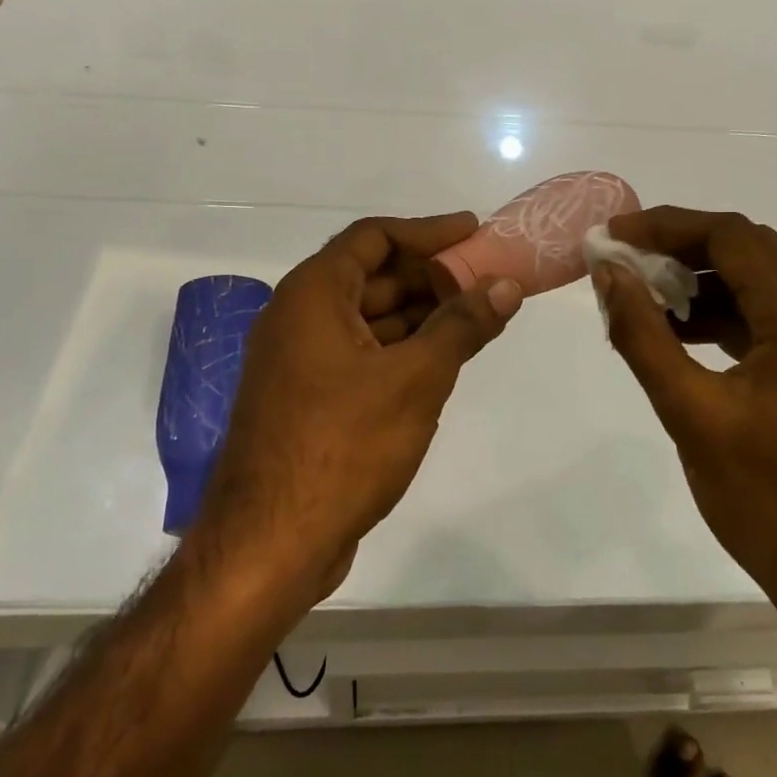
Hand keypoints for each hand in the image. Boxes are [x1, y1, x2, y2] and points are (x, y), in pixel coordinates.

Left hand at [192, 213, 521, 606]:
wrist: (270, 544)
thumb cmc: (343, 445)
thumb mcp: (415, 379)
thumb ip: (462, 326)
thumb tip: (505, 285)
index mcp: (312, 295)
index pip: (373, 237)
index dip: (427, 232)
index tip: (473, 231)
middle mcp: (298, 318)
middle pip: (372, 276)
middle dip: (430, 276)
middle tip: (485, 279)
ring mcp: (299, 362)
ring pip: (368, 319)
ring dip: (420, 315)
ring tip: (476, 316)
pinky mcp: (307, 400)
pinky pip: (361, 355)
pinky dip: (401, 349)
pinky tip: (440, 360)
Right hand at [595, 208, 776, 606]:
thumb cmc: (767, 500)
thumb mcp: (690, 412)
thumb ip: (642, 334)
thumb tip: (608, 271)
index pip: (732, 237)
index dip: (666, 227)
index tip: (613, 236)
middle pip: (752, 249)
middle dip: (683, 247)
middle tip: (624, 261)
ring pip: (767, 278)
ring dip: (707, 278)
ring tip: (647, 295)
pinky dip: (731, 311)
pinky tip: (686, 331)